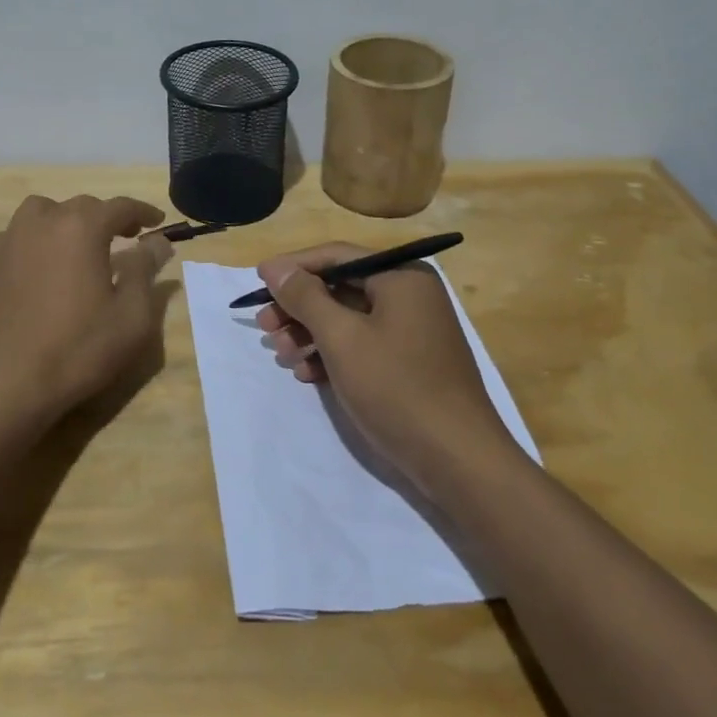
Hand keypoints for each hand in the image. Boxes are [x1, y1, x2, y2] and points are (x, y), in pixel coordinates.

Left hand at [0, 194, 173, 417]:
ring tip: (77, 245)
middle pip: (81, 206)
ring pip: (42, 212)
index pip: (120, 206)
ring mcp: (9, 240)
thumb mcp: (132, 315)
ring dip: (65, 221)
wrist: (6, 383)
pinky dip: (34, 240)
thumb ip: (145, 270)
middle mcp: (43, 222)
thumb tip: (158, 241)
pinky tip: (40, 266)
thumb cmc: (78, 348)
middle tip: (125, 238)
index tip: (158, 223)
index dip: (143, 212)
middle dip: (106, 218)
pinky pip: (16, 236)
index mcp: (81, 227)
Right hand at [255, 244, 508, 488]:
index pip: (336, 256)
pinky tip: (305, 373)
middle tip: (264, 327)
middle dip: (298, 307)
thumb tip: (275, 268)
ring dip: (310, 334)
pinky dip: (332, 354)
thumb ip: (306, 298)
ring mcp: (412, 330)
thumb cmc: (397, 388)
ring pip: (348, 319)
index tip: (257, 281)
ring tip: (280, 355)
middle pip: (340, 288)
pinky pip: (362, 344)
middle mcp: (409, 295)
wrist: (458, 461)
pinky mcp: (410, 362)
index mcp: (401, 276)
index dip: (293, 267)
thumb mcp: (342, 338)